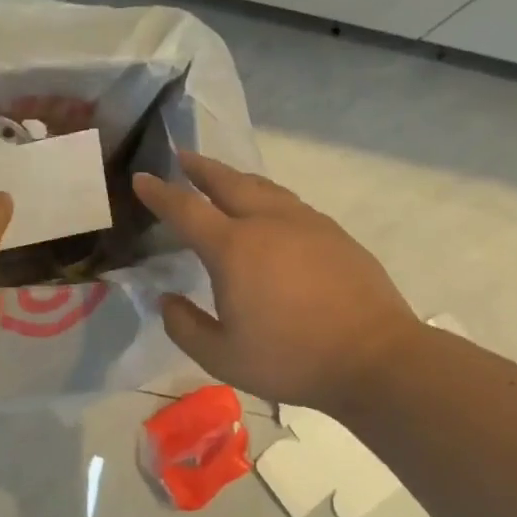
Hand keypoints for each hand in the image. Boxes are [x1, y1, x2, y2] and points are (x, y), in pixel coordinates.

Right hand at [133, 152, 419, 414]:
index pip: (186, 210)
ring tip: (222, 178)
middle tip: (182, 157)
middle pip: (227, 182)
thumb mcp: (221, 356)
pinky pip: (289, 203)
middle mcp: (268, 223)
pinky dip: (267, 197)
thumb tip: (167, 300)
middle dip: (200, 168)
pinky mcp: (334, 234)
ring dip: (235, 178)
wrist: (375, 358)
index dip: (159, 193)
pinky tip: (269, 211)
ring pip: (263, 187)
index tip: (141, 178)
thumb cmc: (291, 359)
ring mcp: (306, 224)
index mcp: (234, 248)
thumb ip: (185, 327)